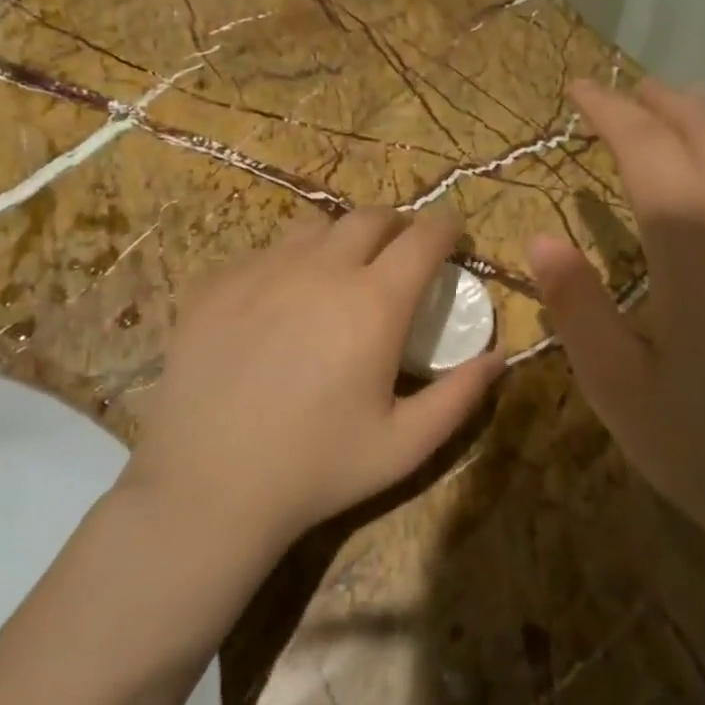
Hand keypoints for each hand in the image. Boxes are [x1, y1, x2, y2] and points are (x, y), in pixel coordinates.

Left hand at [127, 209, 504, 558]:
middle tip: (402, 253)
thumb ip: (460, 396)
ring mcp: (262, 271)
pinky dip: (288, 262)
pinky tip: (280, 299)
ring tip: (342, 271)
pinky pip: (263, 252)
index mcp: (374, 303)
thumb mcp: (406, 446)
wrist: (206, 486)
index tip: (454, 237)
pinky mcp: (216, 285)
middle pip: (370, 217)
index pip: (424, 238)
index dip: (446, 228)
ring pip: (315, 227)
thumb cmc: (317, 469)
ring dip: (342, 239)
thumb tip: (498, 356)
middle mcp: (320, 270)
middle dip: (398, 225)